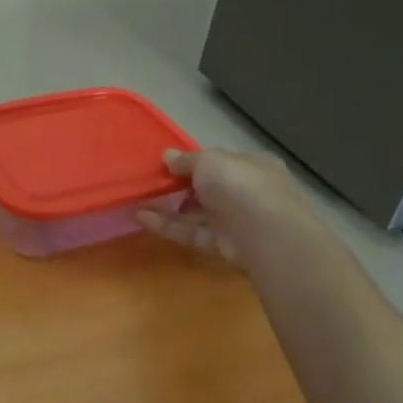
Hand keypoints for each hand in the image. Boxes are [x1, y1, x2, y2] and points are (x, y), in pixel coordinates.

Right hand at [137, 148, 314, 266]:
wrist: (264, 232)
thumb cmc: (239, 184)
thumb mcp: (208, 160)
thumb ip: (186, 160)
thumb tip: (167, 156)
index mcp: (252, 165)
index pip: (222, 162)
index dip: (196, 162)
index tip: (169, 164)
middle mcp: (247, 192)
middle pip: (209, 189)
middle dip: (181, 187)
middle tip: (152, 183)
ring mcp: (237, 221)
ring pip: (198, 213)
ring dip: (169, 207)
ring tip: (138, 201)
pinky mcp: (224, 246)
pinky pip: (193, 233)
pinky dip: (169, 226)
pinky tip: (142, 218)